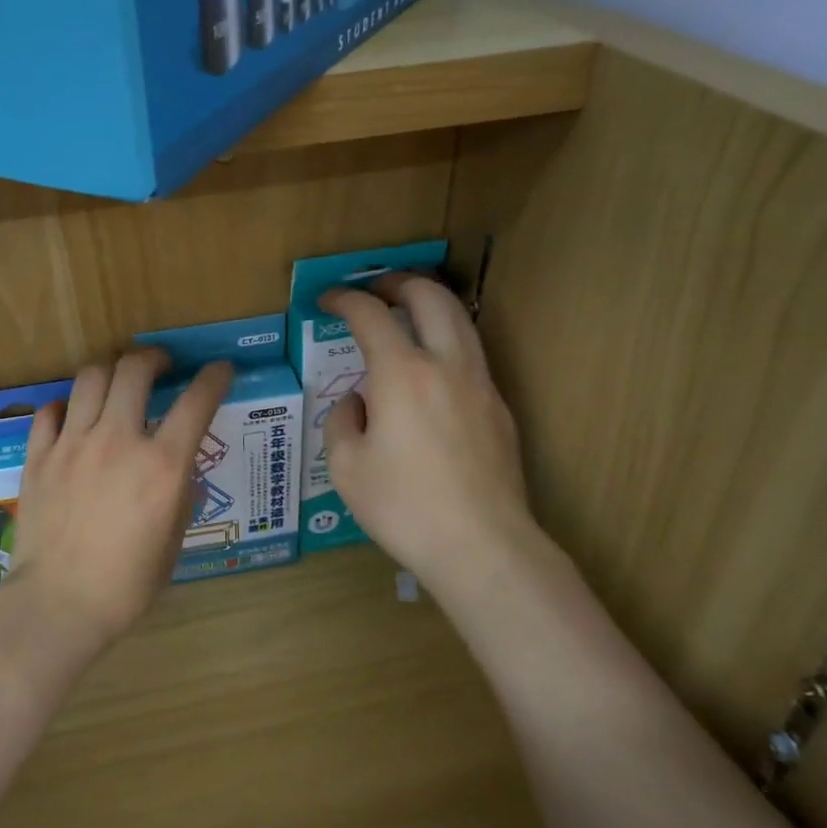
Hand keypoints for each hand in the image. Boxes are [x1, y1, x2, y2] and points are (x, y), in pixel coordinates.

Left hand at [5, 348, 231, 657]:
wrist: (58, 604)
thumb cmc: (126, 584)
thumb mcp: (174, 539)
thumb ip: (179, 491)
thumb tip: (176, 464)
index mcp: (161, 465)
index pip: (196, 401)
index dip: (214, 377)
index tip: (219, 370)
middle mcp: (118, 441)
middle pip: (135, 369)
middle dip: (154, 357)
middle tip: (160, 366)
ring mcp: (73, 444)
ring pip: (91, 377)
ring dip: (111, 370)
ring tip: (117, 381)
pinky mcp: (39, 455)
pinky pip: (51, 411)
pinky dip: (67, 406)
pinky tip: (74, 418)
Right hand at [320, 274, 534, 590]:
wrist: (482, 546)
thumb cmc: (404, 506)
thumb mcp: (346, 467)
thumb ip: (343, 420)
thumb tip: (358, 402)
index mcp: (402, 374)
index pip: (370, 314)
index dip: (344, 299)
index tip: (327, 301)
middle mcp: (446, 365)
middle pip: (430, 296)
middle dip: (398, 282)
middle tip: (374, 290)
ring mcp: (480, 384)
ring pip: (461, 320)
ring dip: (429, 305)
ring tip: (405, 315)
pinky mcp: (499, 408)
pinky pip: (471, 355)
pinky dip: (446, 341)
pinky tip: (429, 371)